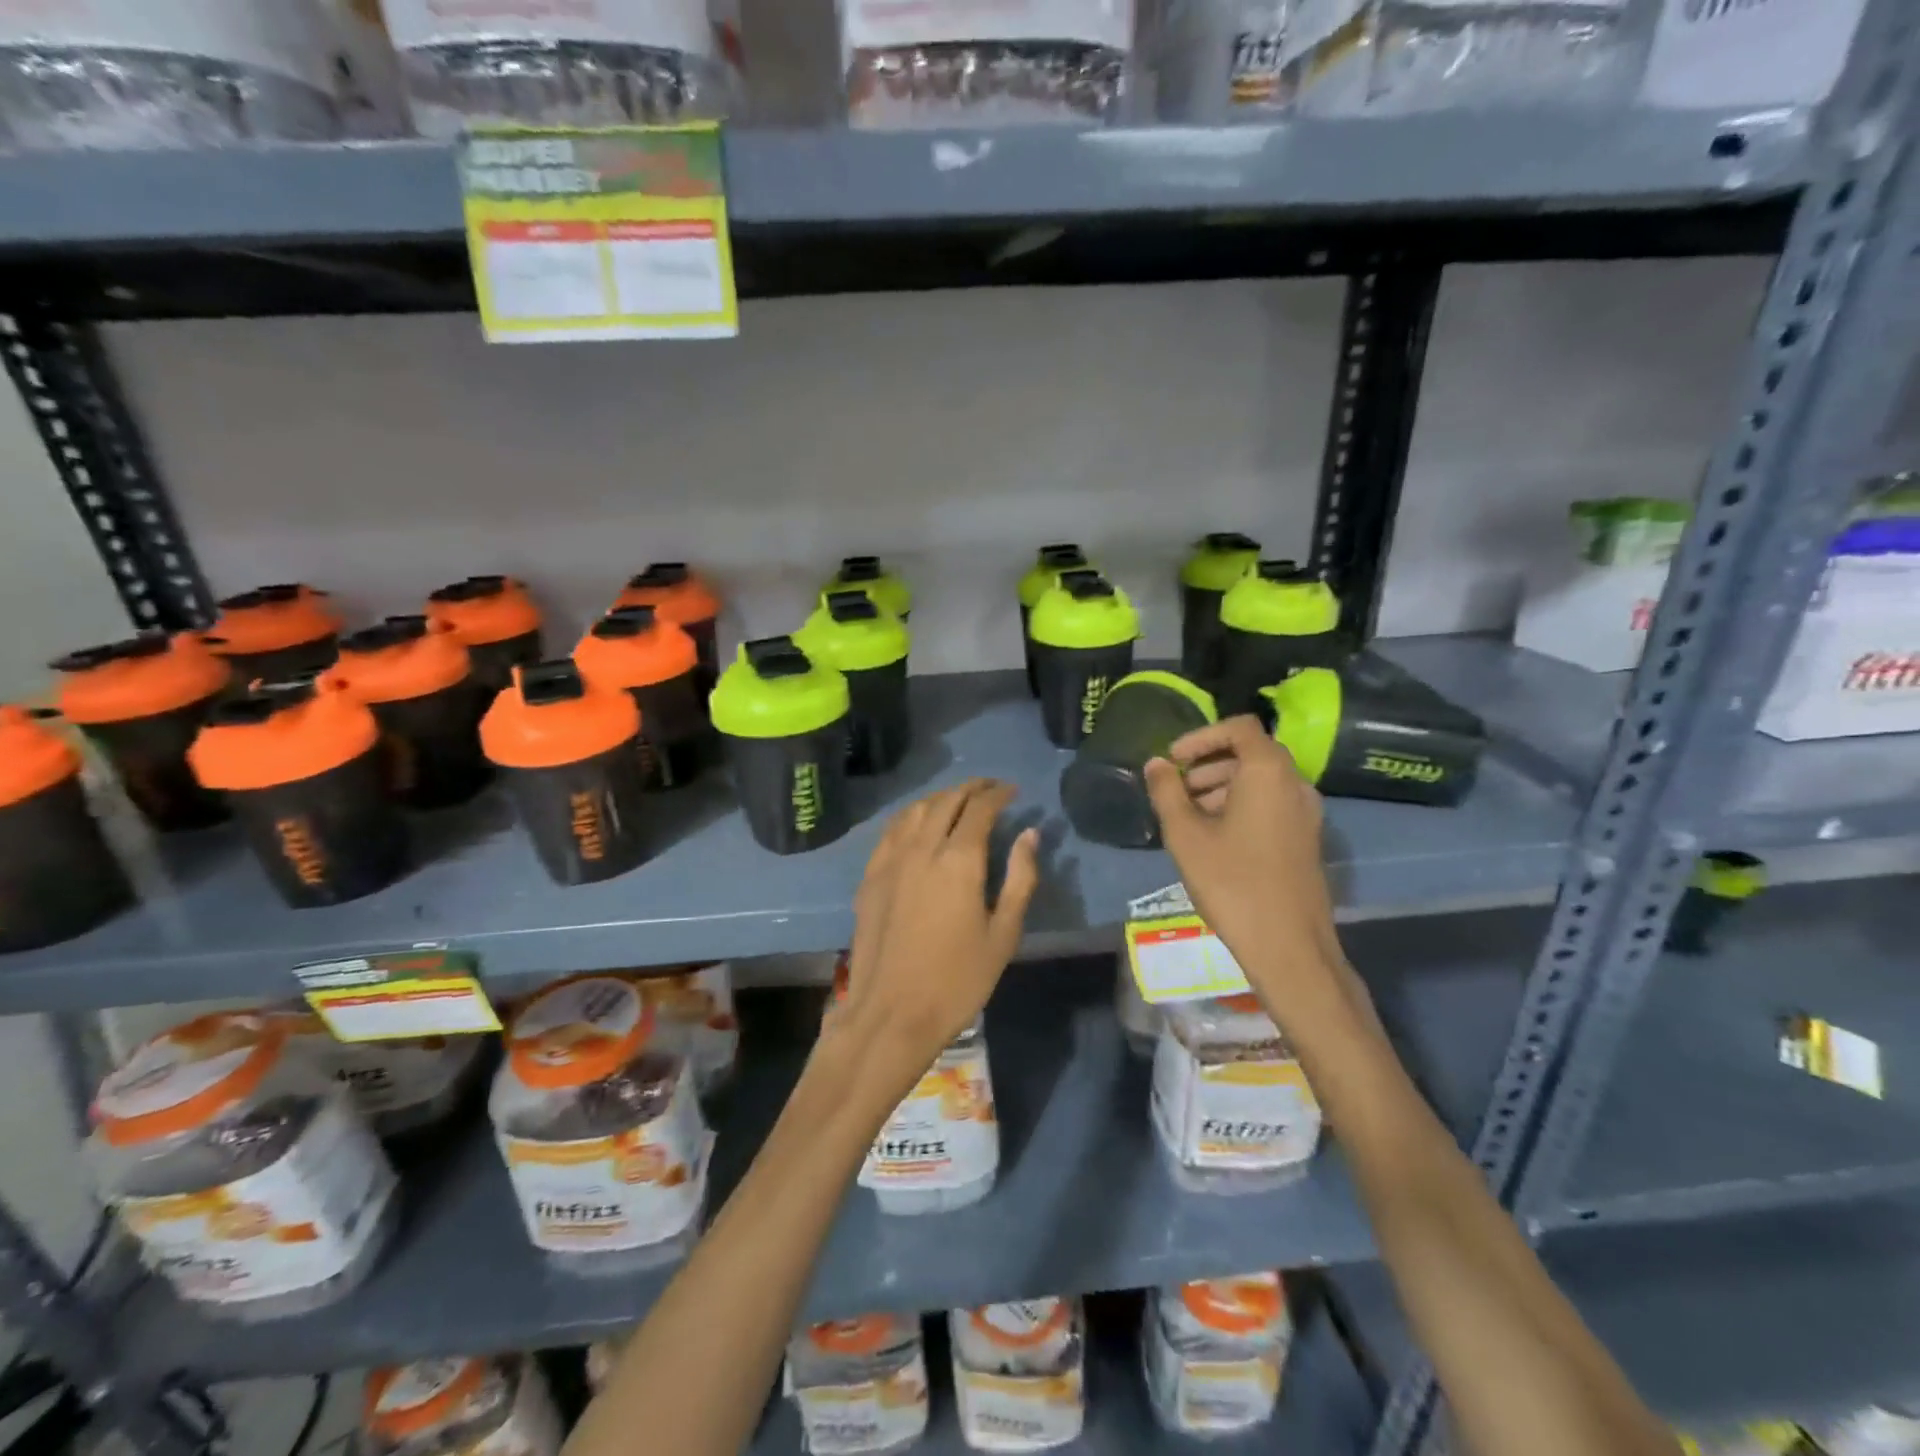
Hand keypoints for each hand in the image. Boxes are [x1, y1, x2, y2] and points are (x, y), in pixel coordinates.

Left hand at [833, 779, 1039, 1080]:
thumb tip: (1029, 834)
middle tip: (990, 788)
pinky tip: (918, 822)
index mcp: (959, 860)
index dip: (998, 793)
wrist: (892, 1012)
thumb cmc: (958, 980)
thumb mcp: (1003, 934)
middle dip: (971, 788)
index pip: (980, 808)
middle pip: (947, 800)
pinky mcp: (871, 875)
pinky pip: (892, 829)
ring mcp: (891, 859)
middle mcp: (922, 848)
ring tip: (958, 800)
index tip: (1012, 790)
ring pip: (916, 810)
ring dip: (941, 797)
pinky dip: (911, 815)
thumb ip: (1019, 878)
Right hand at [1144, 717, 1355, 1028]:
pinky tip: (1214, 838)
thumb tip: (1156, 763)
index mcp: (1269, 772)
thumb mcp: (1186, 835)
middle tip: (1175, 789)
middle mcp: (1295, 783)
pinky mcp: (1307, 838)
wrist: (1289, 946)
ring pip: (1261, 781)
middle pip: (1250, 753)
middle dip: (1208, 764)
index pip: (1239, 727)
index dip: (1201, 735)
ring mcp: (1307, 812)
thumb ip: (1167, 791)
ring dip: (1222, 786)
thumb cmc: (1232, 883)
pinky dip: (1241, 806)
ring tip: (1188, 816)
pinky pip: (1272, 804)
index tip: (1173, 759)